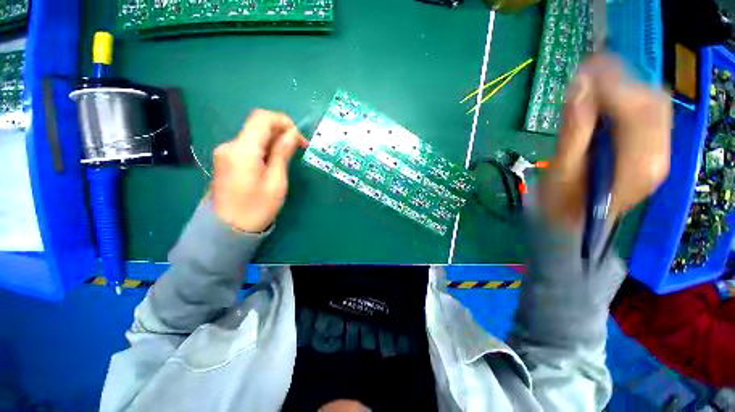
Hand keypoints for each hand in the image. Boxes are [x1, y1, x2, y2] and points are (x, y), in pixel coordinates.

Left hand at [211, 109, 307, 232]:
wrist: (227, 229)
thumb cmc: (257, 208)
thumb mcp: (276, 182)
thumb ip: (282, 154)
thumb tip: (292, 134)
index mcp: (243, 150)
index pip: (262, 118)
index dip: (283, 121)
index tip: (299, 137)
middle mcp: (230, 145)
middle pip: (258, 125)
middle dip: (281, 131)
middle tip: (299, 147)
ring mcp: (226, 152)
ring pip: (254, 135)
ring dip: (274, 141)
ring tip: (289, 156)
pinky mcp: (226, 159)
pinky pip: (249, 146)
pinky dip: (265, 148)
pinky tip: (274, 161)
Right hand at [539, 55, 672, 227]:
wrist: (576, 223)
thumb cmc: (563, 203)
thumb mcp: (561, 171)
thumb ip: (574, 131)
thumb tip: (579, 88)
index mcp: (636, 165)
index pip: (637, 110)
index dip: (613, 85)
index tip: (583, 72)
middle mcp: (657, 156)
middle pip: (652, 102)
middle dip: (621, 80)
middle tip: (586, 73)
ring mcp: (659, 153)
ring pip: (654, 104)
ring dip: (626, 87)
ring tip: (594, 83)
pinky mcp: (652, 149)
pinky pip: (649, 114)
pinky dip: (629, 99)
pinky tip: (606, 100)